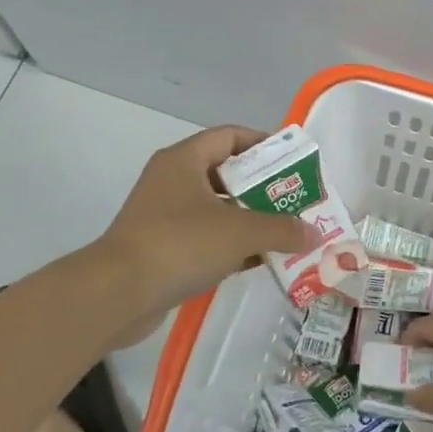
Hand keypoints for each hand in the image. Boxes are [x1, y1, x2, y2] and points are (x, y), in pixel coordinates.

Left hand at [97, 127, 318, 340]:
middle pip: (227, 175)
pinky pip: (206, 239)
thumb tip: (315, 233)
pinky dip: (233, 247)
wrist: (117, 294)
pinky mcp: (163, 249)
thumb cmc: (180, 244)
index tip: (294, 162)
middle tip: (298, 203)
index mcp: (185, 160)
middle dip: (265, 189)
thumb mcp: (241, 232)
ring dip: (251, 221)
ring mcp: (165, 217)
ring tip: (287, 233)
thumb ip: (282, 229)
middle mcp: (172, 181)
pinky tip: (260, 261)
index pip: (231, 136)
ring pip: (218, 210)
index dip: (264, 144)